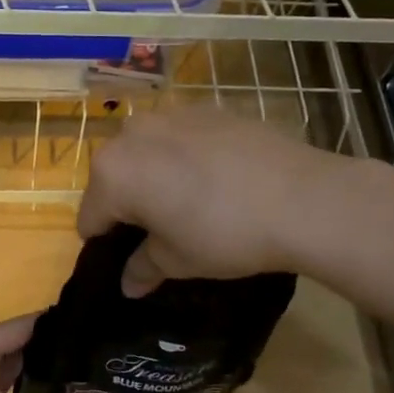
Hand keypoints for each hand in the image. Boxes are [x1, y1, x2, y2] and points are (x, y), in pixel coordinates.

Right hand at [78, 109, 350, 295]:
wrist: (302, 198)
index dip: (106, 245)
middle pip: (114, 178)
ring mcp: (171, 114)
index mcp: (113, 173)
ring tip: (194, 203)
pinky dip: (185, 157)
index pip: (90, 218)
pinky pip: (180, 138)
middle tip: (164, 232)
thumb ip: (143, 268)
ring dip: (156, 177)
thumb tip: (128, 283)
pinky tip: (219, 180)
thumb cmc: (224, 234)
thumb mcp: (178, 260)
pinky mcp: (208, 108)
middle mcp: (131, 133)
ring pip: (146, 153)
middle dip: (129, 205)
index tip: (132, 260)